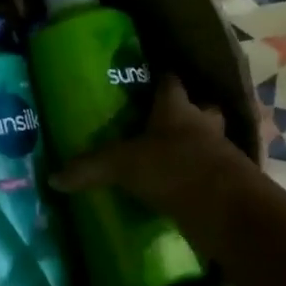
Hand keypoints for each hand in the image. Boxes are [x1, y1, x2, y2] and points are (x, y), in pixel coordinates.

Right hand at [51, 75, 251, 218]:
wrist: (226, 208)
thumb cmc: (172, 168)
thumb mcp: (121, 166)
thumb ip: (90, 169)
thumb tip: (53, 178)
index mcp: (176, 109)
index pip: (170, 82)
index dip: (162, 78)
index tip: (153, 77)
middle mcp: (203, 124)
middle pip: (201, 109)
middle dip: (190, 111)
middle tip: (170, 120)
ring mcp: (223, 153)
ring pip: (213, 140)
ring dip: (200, 145)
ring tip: (178, 155)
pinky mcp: (233, 182)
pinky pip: (216, 173)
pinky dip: (204, 177)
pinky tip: (188, 186)